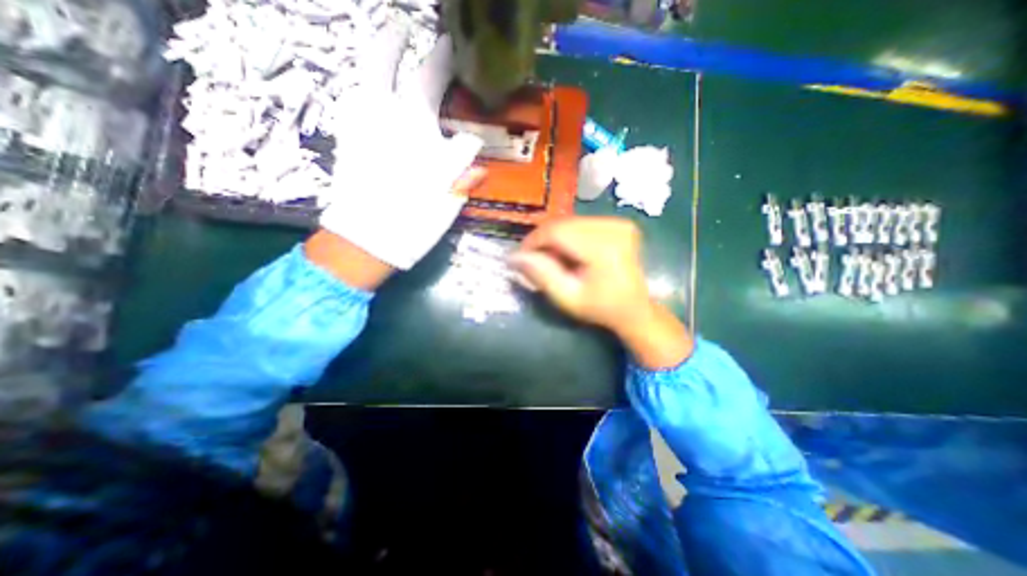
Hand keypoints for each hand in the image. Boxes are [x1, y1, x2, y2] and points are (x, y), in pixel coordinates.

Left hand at [317, 29, 486, 274]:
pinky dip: (362, 81)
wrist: (367, 239)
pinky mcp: (349, 135)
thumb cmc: (413, 224)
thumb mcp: (448, 205)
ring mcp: (370, 126)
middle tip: (442, 44)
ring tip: (394, 33)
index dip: (467, 114)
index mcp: (431, 146)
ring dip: (386, 51)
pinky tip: (369, 80)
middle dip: (435, 61)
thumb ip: (464, 176)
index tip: (470, 86)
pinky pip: (353, 95)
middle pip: (419, 83)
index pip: (462, 130)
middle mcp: (401, 126)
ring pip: (375, 74)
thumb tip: (477, 156)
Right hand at [508, 217, 692, 368]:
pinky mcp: (618, 222)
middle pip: (563, 223)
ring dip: (554, 237)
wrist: (635, 308)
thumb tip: (515, 256)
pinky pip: (581, 223)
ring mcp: (618, 222)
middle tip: (533, 259)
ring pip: (570, 221)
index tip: (521, 257)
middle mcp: (613, 227)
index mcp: (603, 247)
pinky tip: (567, 251)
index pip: (557, 232)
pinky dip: (568, 235)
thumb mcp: (567, 298)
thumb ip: (541, 275)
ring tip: (550, 257)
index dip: (533, 241)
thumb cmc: (601, 308)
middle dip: (542, 239)